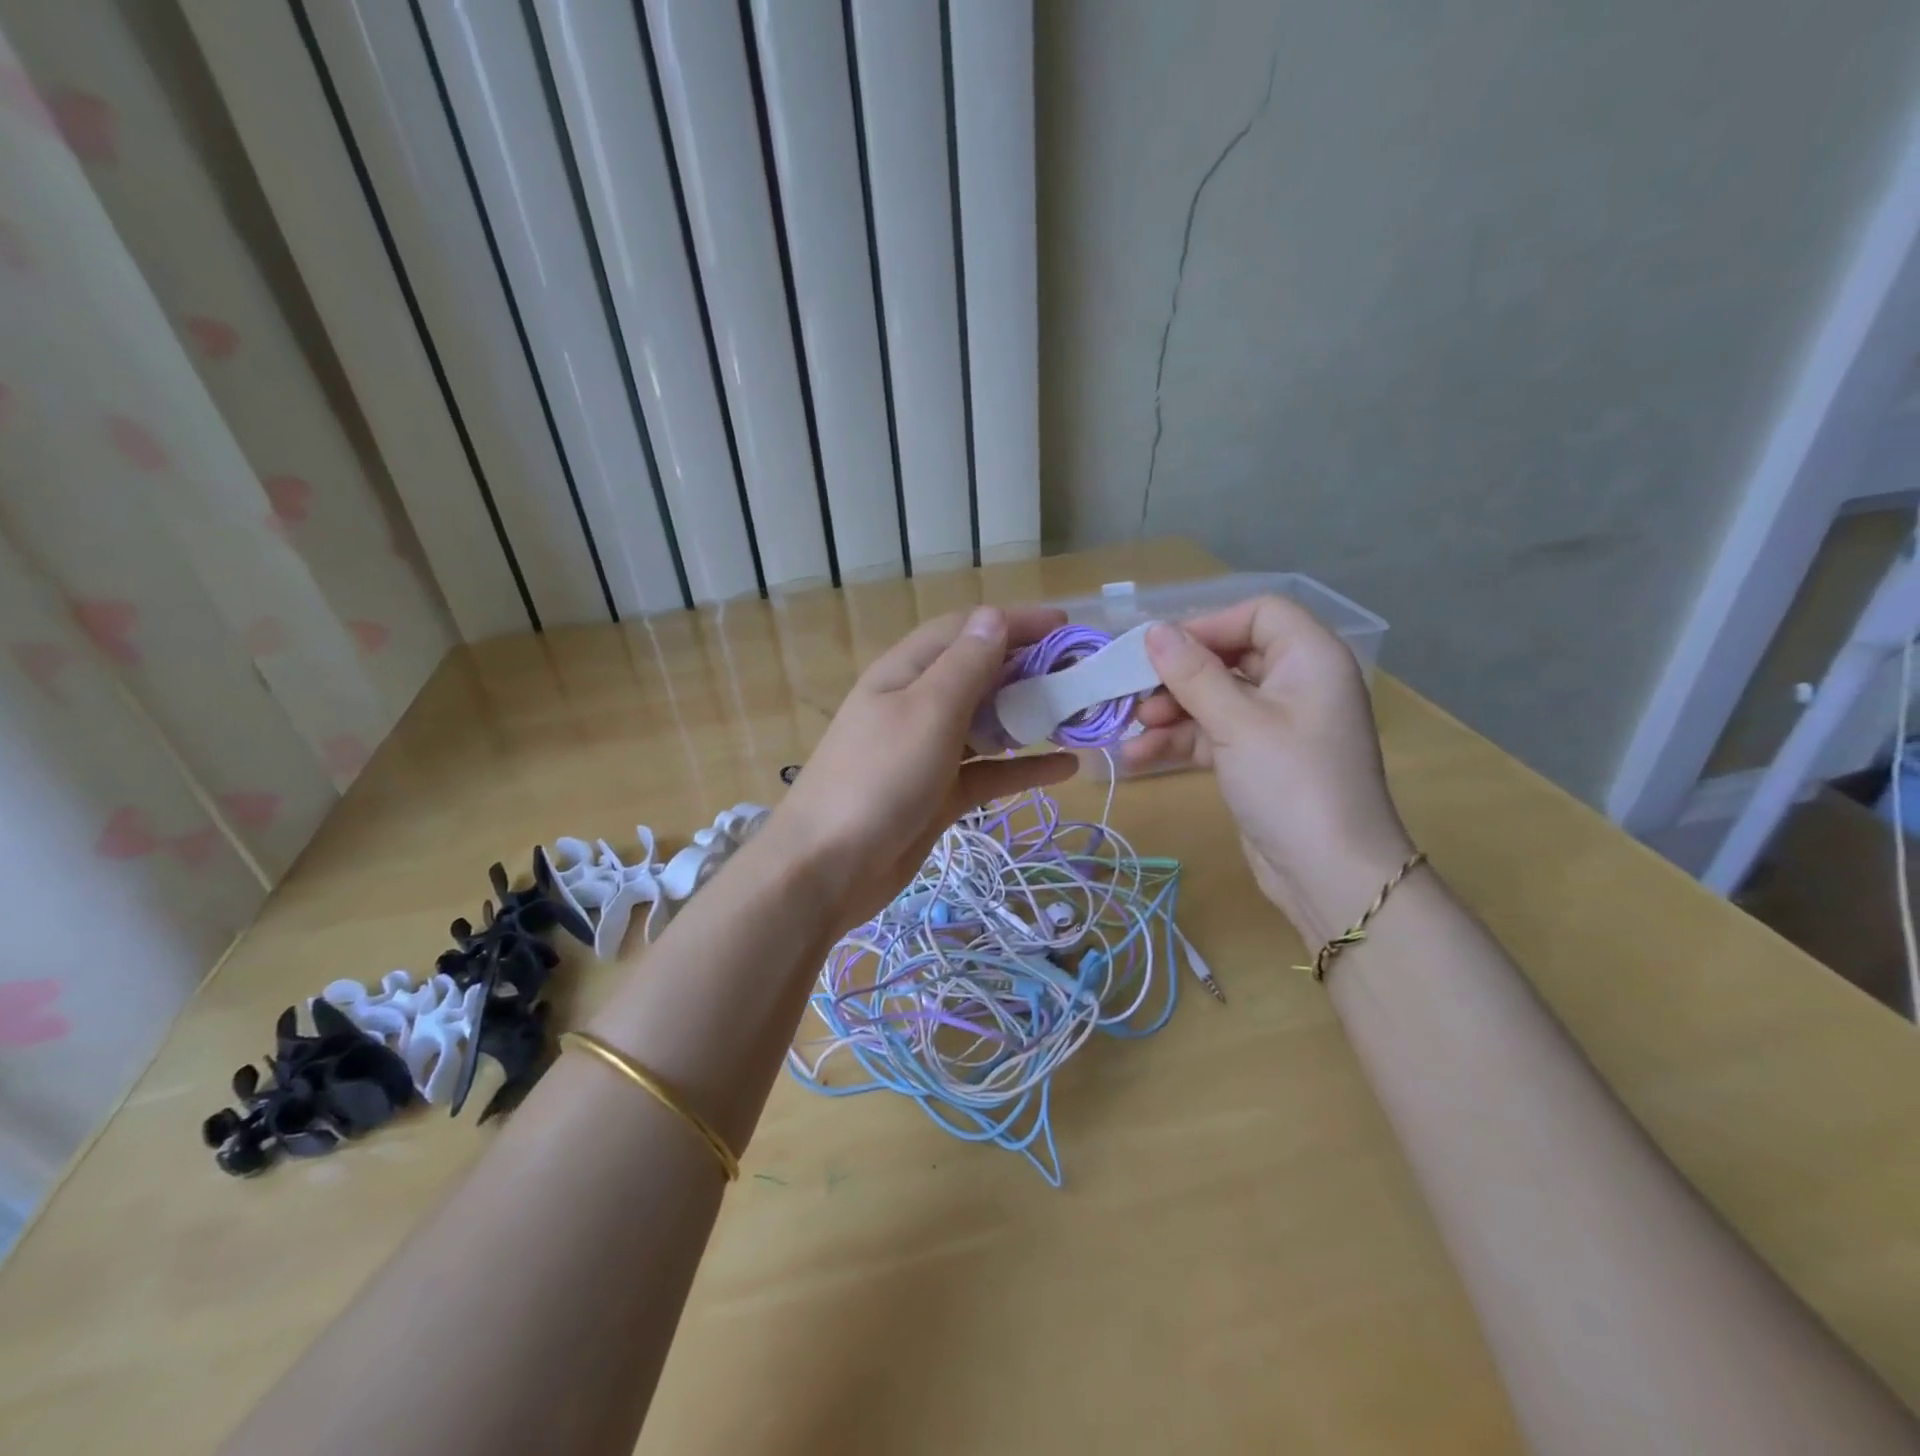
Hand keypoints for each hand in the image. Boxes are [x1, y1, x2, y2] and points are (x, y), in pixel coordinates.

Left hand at [769, 605, 1077, 929]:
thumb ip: (965, 666)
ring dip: (1030, 718)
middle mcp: (916, 704)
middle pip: (979, 675)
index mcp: (906, 672)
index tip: (1066, 625)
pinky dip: (1023, 768)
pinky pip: (987, 772)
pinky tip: (1066, 769)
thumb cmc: (877, 779)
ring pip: (987, 724)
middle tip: (1082, 676)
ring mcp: (927, 752)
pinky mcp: (938, 794)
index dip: (1013, 622)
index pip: (965, 630)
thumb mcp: (927, 712)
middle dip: (1029, 670)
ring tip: (1080, 717)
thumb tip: (994, 616)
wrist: (827, 869)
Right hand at [1122, 597, 1414, 944]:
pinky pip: (1214, 735)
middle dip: (1178, 676)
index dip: (1208, 625)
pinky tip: (1138, 757)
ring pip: (1215, 700)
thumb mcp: (1237, 723)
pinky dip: (1180, 742)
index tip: (1161, 649)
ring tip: (1133, 731)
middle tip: (1134, 693)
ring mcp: (1278, 725)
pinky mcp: (1259, 760)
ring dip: (1171, 713)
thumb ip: (1193, 674)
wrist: (1330, 875)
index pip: (1259, 614)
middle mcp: (1297, 683)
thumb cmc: (1291, 783)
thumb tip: (1153, 631)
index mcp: (1310, 659)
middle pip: (1230, 658)